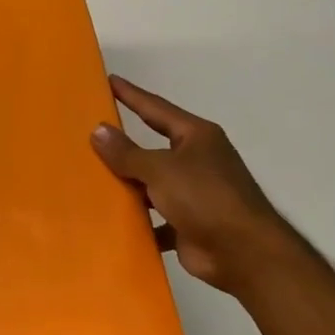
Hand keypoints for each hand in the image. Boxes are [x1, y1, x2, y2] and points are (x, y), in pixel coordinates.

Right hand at [91, 75, 289, 297]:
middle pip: (153, 148)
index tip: (109, 81)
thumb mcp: (160, 169)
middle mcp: (197, 160)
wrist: (243, 253)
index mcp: (196, 137)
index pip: (156, 109)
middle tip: (90, 133)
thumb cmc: (205, 198)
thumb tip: (98, 130)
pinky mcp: (189, 224)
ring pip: (152, 184)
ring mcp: (194, 194)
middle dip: (124, 145)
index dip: (132, 95)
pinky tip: (111, 221)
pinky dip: (138, 220)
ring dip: (129, 185)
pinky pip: (155, 217)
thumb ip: (127, 152)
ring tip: (91, 179)